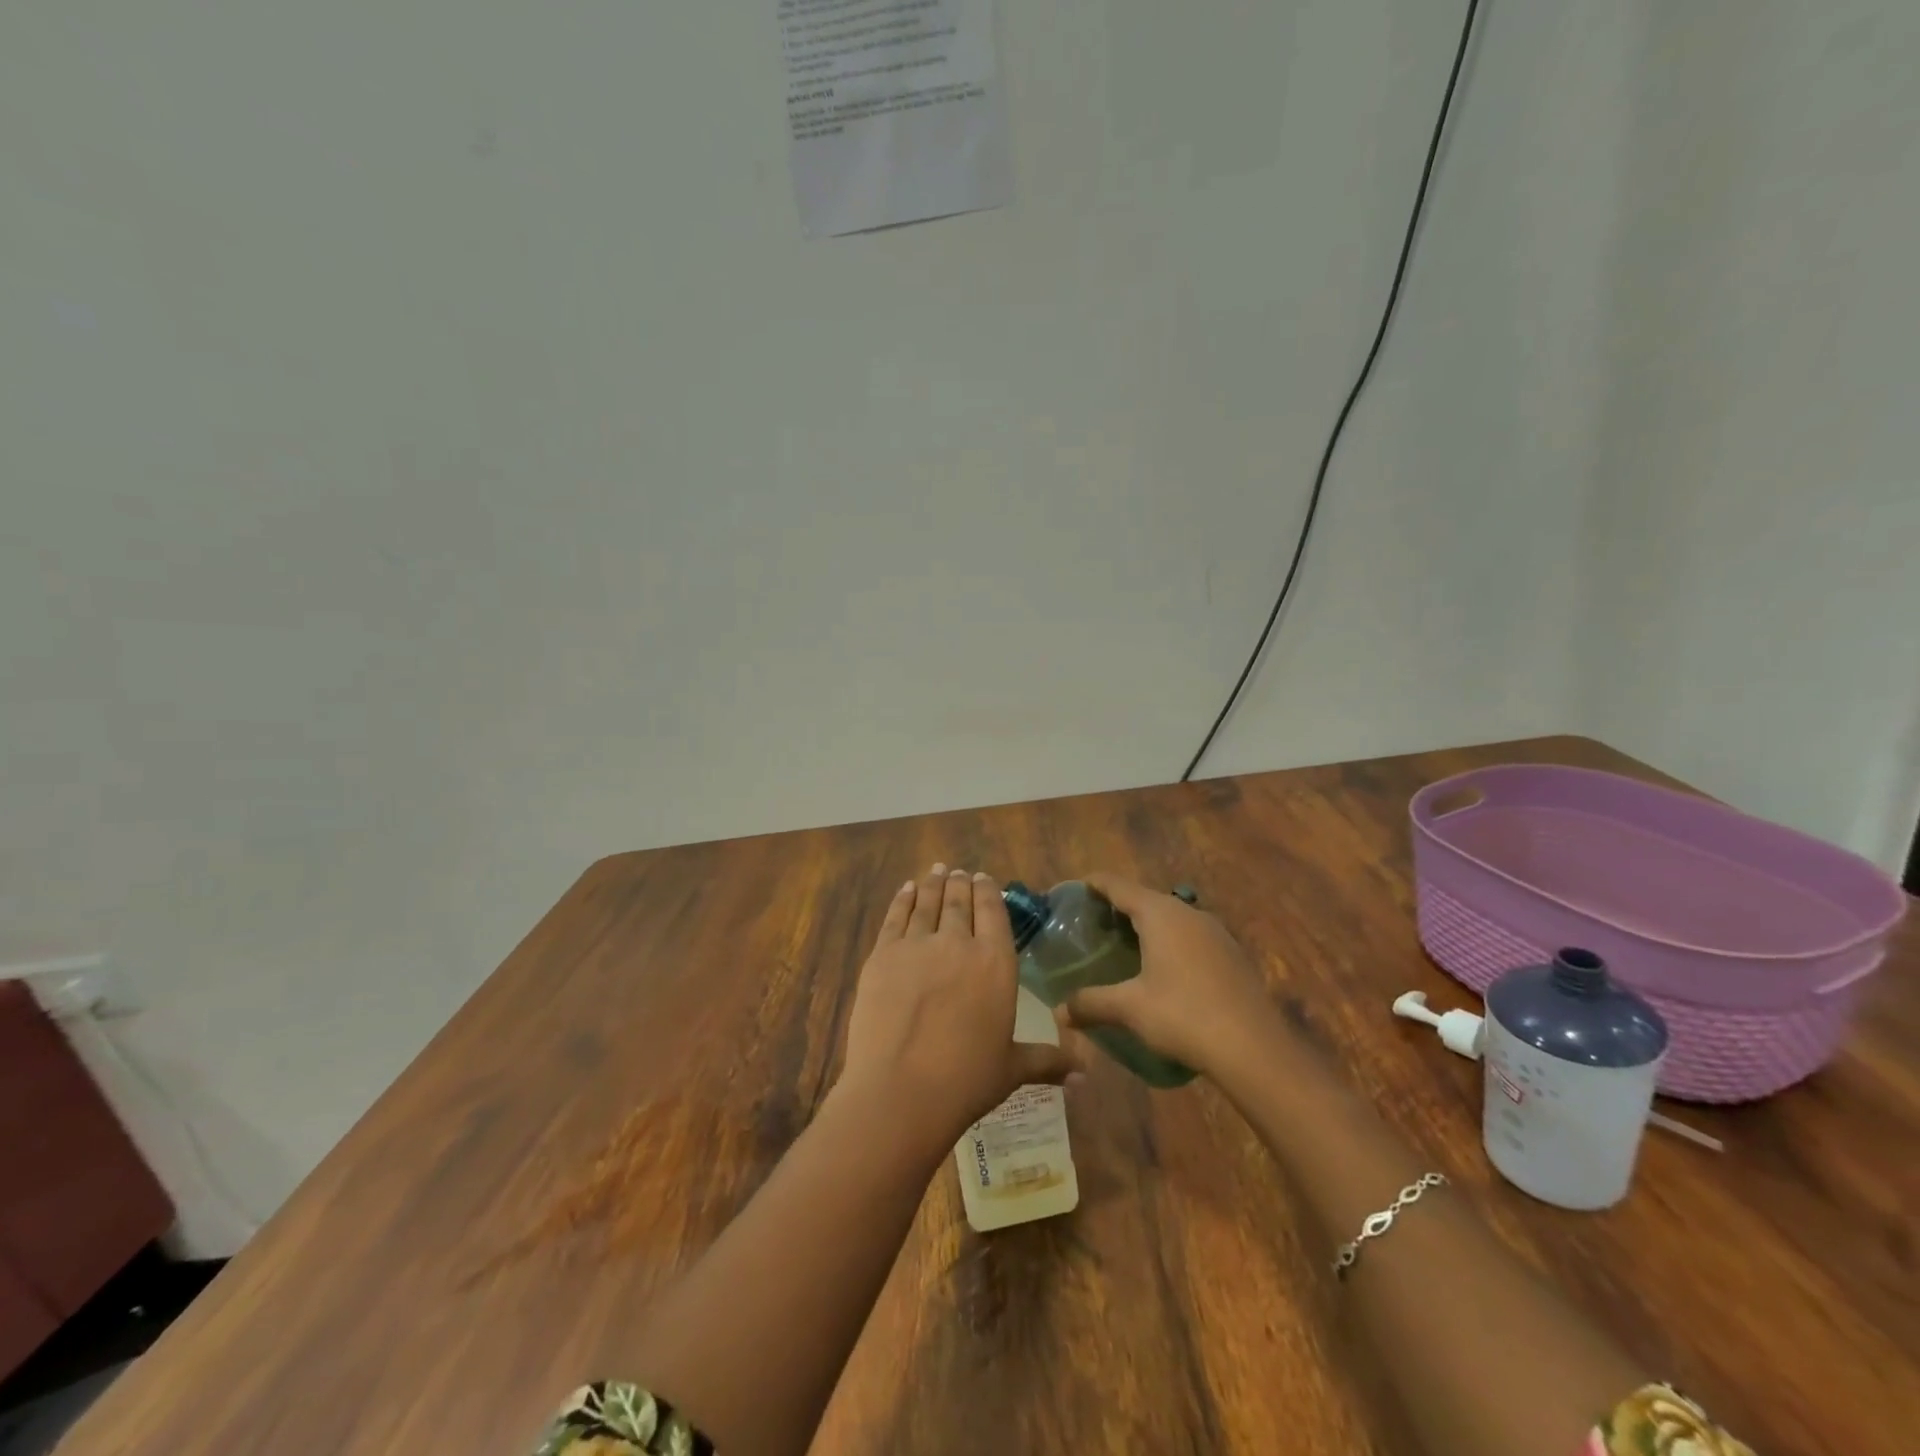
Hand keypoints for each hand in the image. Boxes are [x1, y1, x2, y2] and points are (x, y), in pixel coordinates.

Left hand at [839, 865, 1089, 1155]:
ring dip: (933, 884)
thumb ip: (1048, 1061)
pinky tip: (906, 889)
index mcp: (995, 963)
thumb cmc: (966, 1081)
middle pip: (959, 901)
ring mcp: (917, 945)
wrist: (900, 1090)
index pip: (993, 911)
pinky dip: (902, 899)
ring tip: (937, 871)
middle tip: (958, 872)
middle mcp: (958, 943)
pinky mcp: (882, 954)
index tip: (983, 878)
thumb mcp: (1012, 1069)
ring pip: (928, 903)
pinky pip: (895, 917)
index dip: (988, 891)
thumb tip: (1086, 1073)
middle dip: (960, 884)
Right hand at [1053, 872, 1273, 1076]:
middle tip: (1093, 926)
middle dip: (1118, 907)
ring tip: (1125, 947)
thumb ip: (1091, 1003)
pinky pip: (1191, 937)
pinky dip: (1170, 943)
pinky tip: (1164, 971)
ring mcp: (1215, 932)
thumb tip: (1059, 1013)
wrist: (1255, 1048)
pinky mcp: (1232, 954)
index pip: (1118, 885)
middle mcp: (1188, 913)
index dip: (1094, 884)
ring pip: (1171, 917)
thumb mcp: (1130, 1009)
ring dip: (1147, 926)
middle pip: (1145, 898)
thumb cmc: (1184, 1015)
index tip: (1074, 890)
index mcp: (1160, 914)